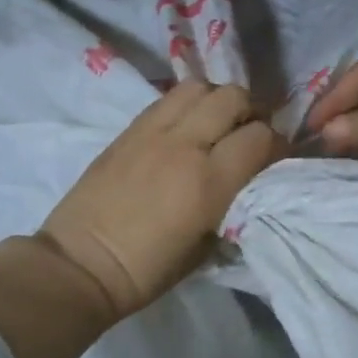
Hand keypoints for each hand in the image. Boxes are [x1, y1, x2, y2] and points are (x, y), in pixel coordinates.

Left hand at [39, 81, 282, 318]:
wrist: (82, 264)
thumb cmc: (148, 270)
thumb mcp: (207, 248)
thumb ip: (232, 206)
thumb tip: (246, 184)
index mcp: (209, 182)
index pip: (260, 137)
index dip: (276, 144)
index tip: (273, 158)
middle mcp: (185, 145)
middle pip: (233, 97)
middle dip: (250, 112)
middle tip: (247, 134)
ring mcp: (153, 132)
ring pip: (199, 87)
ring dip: (216, 101)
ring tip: (215, 124)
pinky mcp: (129, 129)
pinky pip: (167, 99)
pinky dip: (186, 105)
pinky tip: (185, 128)